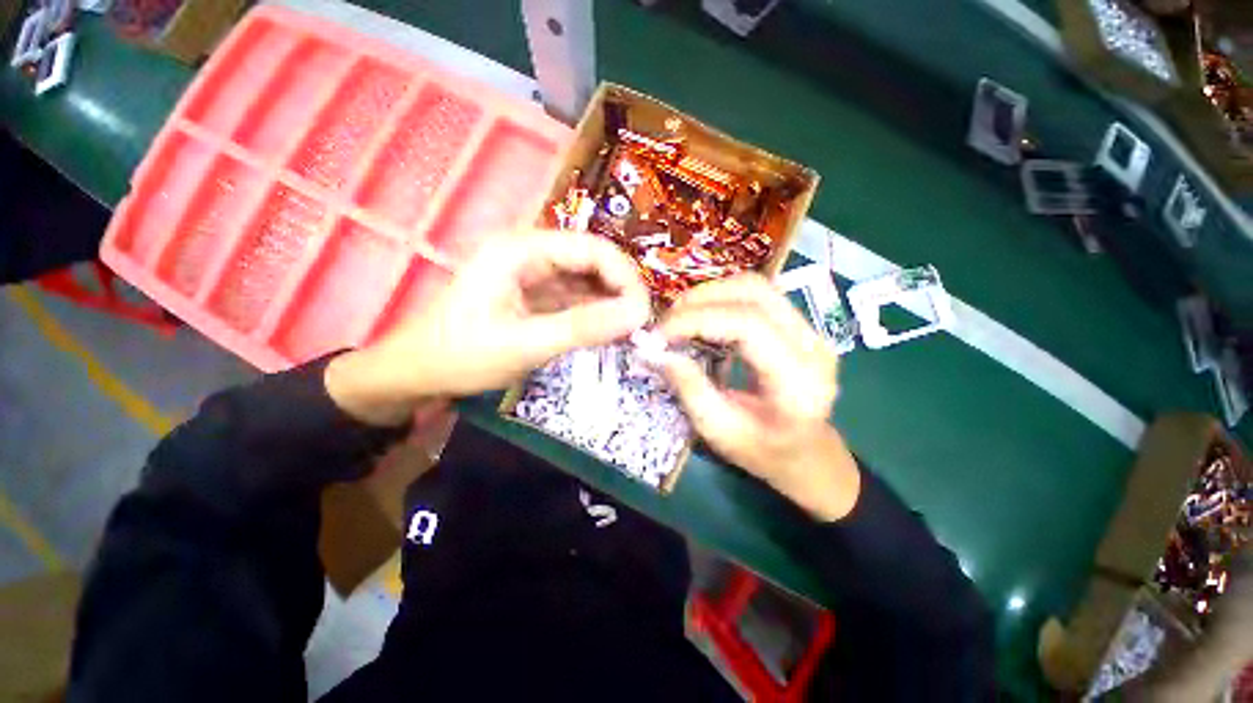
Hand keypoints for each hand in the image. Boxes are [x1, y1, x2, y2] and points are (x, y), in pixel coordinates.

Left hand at [326, 231, 650, 425]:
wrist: (417, 373)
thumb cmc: (462, 355)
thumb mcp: (526, 344)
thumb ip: (583, 327)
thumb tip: (637, 314)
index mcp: (521, 250)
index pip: (591, 248)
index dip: (624, 276)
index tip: (643, 311)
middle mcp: (529, 252)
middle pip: (592, 260)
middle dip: (620, 289)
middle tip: (640, 324)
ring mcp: (532, 273)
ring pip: (586, 280)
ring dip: (610, 302)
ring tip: (629, 330)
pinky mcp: (534, 294)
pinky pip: (574, 297)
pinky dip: (594, 313)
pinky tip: (608, 330)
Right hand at [659, 275, 860, 520]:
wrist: (807, 453)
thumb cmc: (764, 452)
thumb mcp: (720, 431)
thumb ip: (689, 389)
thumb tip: (656, 352)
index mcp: (799, 382)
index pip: (748, 326)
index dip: (697, 320)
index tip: (660, 335)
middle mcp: (813, 347)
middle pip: (755, 293)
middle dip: (700, 300)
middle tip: (666, 323)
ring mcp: (811, 331)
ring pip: (756, 287)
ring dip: (710, 295)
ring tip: (679, 318)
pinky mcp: (799, 325)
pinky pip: (757, 296)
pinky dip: (722, 299)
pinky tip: (702, 318)